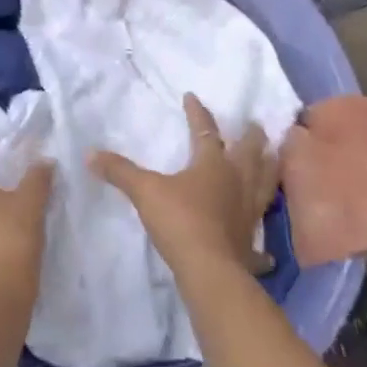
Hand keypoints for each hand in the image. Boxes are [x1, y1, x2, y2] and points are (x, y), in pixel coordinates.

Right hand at [89, 94, 278, 278]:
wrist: (209, 269)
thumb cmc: (180, 220)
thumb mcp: (144, 190)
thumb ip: (119, 171)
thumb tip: (90, 153)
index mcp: (213, 165)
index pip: (206, 131)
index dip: (197, 113)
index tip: (192, 97)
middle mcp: (237, 184)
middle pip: (250, 154)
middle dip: (252, 138)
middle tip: (257, 125)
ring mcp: (248, 214)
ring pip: (266, 187)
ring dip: (270, 172)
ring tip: (276, 161)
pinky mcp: (250, 244)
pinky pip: (259, 243)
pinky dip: (263, 246)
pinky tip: (266, 252)